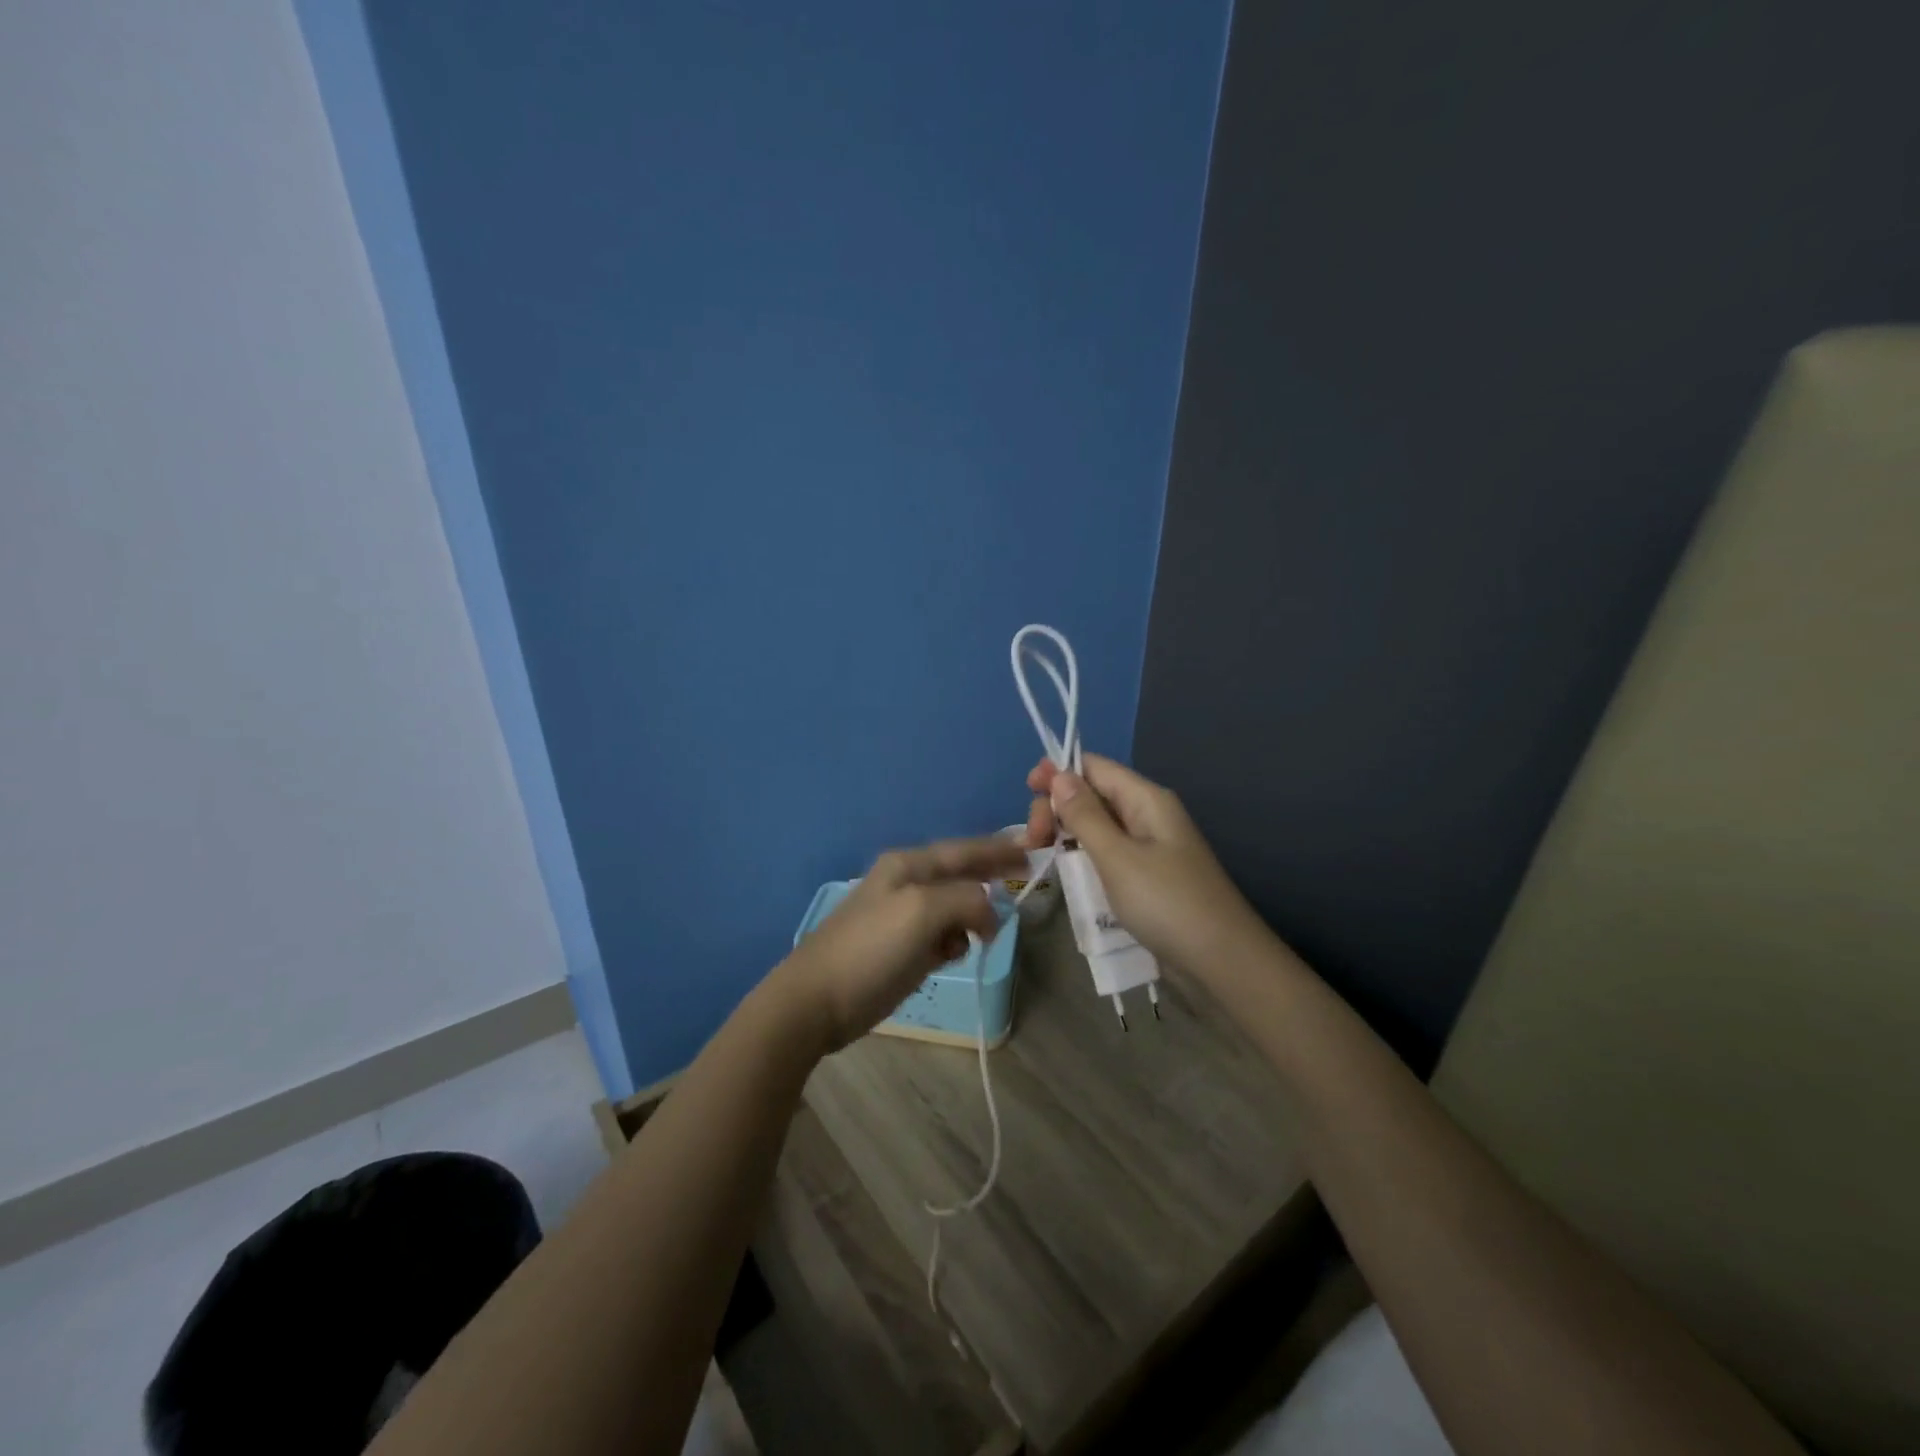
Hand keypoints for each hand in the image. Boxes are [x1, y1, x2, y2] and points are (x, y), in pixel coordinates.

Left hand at [772, 836, 1028, 1052]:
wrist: (816, 1000)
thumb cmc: (871, 949)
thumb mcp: (923, 911)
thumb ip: (965, 900)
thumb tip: (988, 912)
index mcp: (908, 866)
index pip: (963, 850)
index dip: (997, 850)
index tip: (1030, 852)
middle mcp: (906, 884)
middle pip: (958, 874)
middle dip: (989, 877)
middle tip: (1023, 879)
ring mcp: (901, 917)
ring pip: (952, 907)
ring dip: (972, 915)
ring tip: (985, 933)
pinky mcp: (900, 948)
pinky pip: (940, 935)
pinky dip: (953, 940)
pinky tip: (954, 954)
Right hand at [1025, 755, 1264, 970]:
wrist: (1222, 962)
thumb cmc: (1167, 903)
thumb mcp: (1118, 857)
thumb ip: (1085, 815)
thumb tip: (1058, 774)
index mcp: (1146, 799)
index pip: (1095, 767)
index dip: (1059, 772)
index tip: (1026, 790)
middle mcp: (1147, 815)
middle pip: (1093, 795)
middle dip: (1057, 808)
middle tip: (1032, 840)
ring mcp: (1148, 847)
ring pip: (1097, 826)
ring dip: (1066, 834)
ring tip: (1039, 854)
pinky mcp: (1146, 876)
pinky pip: (1106, 854)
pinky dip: (1082, 857)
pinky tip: (1066, 873)